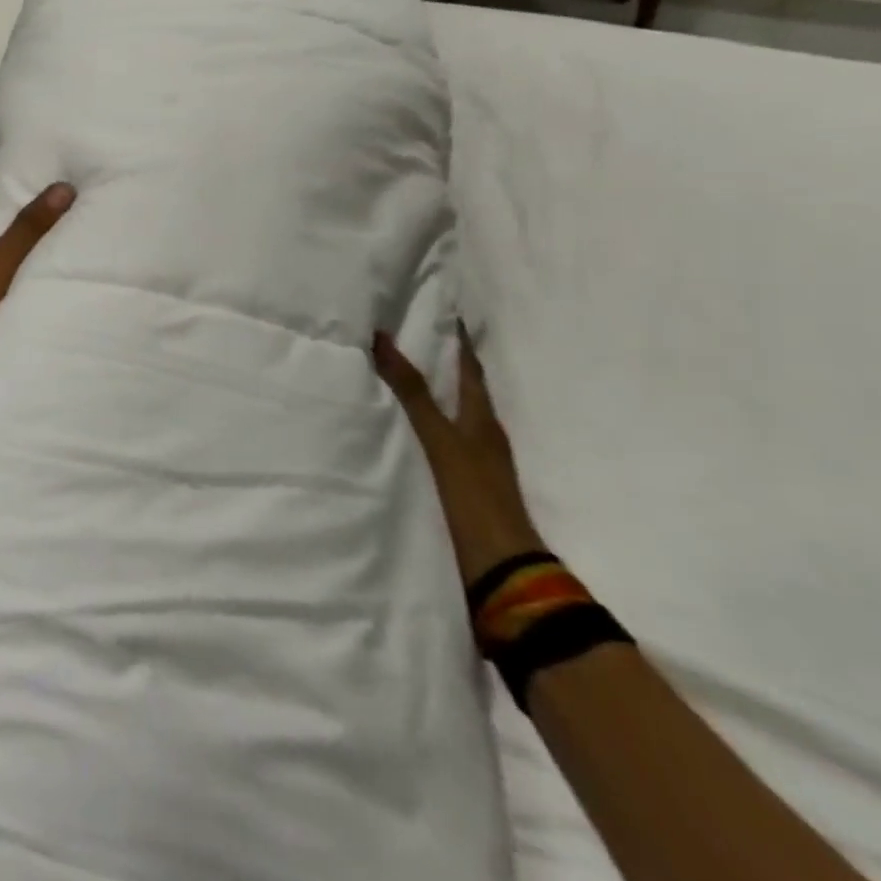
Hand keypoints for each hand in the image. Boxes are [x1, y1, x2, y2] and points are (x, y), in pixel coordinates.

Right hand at [373, 324, 544, 586]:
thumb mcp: (437, 438)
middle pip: (464, 391)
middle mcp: (483, 437)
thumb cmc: (471, 495)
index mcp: (483, 420)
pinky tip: (405, 430)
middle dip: (444, 365)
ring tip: (401, 377)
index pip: (470, 369)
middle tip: (413, 337)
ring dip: (433, 396)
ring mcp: (475, 464)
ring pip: (453, 417)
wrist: (499, 569)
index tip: (443, 312)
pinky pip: (441, 442)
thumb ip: (410, 391)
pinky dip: (425, 427)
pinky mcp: (462, 486)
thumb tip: (382, 336)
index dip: (458, 341)